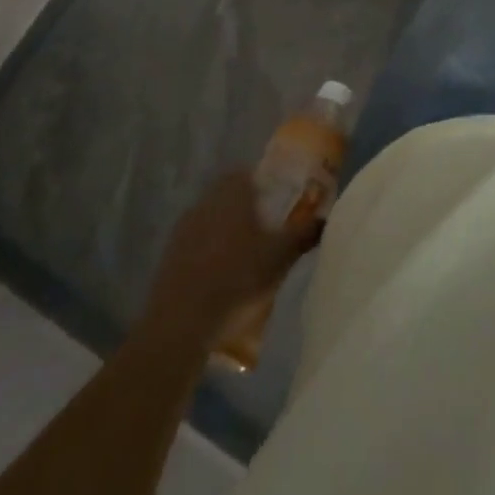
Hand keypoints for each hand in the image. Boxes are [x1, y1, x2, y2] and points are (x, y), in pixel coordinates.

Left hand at [146, 170, 323, 333]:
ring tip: (246, 257)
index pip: (247, 173)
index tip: (278, 202)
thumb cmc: (238, 276)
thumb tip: (325, 218)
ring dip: (227, 232)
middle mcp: (205, 201)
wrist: (182, 321)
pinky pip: (196, 244)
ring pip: (212, 219)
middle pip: (229, 196)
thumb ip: (305, 232)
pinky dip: (209, 253)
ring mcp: (183, 229)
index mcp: (232, 192)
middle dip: (247, 209)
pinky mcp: (169, 256)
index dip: (264, 184)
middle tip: (267, 230)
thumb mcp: (281, 255)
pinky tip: (221, 277)